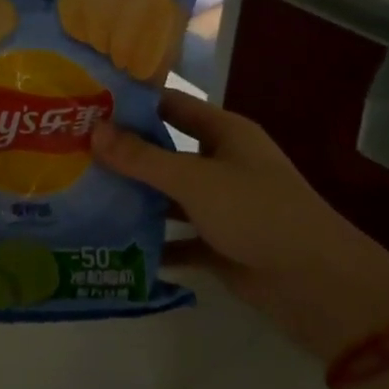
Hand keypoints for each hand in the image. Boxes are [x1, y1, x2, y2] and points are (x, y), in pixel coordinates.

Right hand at [91, 89, 388, 361]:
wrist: (316, 285)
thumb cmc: (258, 212)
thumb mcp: (195, 180)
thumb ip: (143, 158)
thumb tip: (93, 130)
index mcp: (225, 133)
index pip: (172, 105)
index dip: (134, 103)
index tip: (87, 103)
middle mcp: (222, 163)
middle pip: (165, 151)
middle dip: (125, 153)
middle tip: (71, 152)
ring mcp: (221, 206)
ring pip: (169, 196)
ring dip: (135, 198)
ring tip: (81, 196)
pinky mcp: (220, 245)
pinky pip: (178, 239)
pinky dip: (153, 242)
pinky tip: (112, 244)